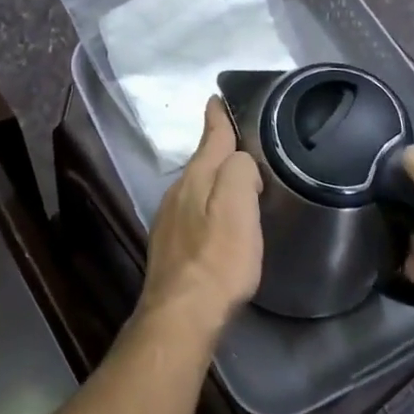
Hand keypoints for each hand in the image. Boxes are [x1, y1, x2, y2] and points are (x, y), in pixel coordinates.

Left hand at [137, 98, 262, 337]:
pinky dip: (207, 206)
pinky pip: (192, 212)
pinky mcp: (169, 245)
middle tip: (244, 145)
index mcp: (197, 177)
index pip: (210, 136)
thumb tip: (240, 161)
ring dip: (214, 180)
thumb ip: (240, 171)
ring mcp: (169, 219)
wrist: (182, 314)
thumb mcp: (239, 207)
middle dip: (220, 151)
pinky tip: (217, 222)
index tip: (217, 98)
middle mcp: (178, 192)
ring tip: (237, 182)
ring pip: (196, 187)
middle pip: (203, 162)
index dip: (217, 117)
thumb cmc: (218, 259)